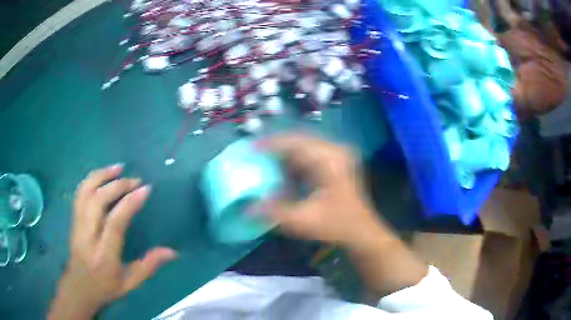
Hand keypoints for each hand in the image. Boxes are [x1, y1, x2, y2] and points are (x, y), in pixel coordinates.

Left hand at [48, 165, 176, 319]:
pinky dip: (91, 179)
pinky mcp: (73, 219)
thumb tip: (172, 251)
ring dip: (101, 176)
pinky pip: (79, 193)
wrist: (79, 286)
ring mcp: (77, 225)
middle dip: (117, 186)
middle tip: (135, 180)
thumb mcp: (130, 283)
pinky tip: (102, 175)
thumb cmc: (106, 287)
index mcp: (104, 256)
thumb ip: (149, 266)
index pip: (114, 223)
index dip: (129, 203)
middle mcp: (87, 237)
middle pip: (97, 201)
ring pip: (85, 192)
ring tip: (118, 168)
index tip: (145, 189)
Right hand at [258, 134, 426, 294]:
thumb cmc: (335, 226)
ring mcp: (338, 155)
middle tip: (257, 155)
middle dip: (277, 148)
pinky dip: (296, 162)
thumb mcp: (302, 221)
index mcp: (329, 161)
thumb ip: (273, 213)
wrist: (361, 232)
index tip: (252, 148)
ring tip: (268, 164)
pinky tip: (286, 174)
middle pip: (300, 141)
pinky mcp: (337, 162)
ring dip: (287, 155)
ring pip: (305, 147)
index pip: (295, 143)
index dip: (271, 144)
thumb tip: (247, 209)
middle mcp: (335, 151)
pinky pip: (311, 155)